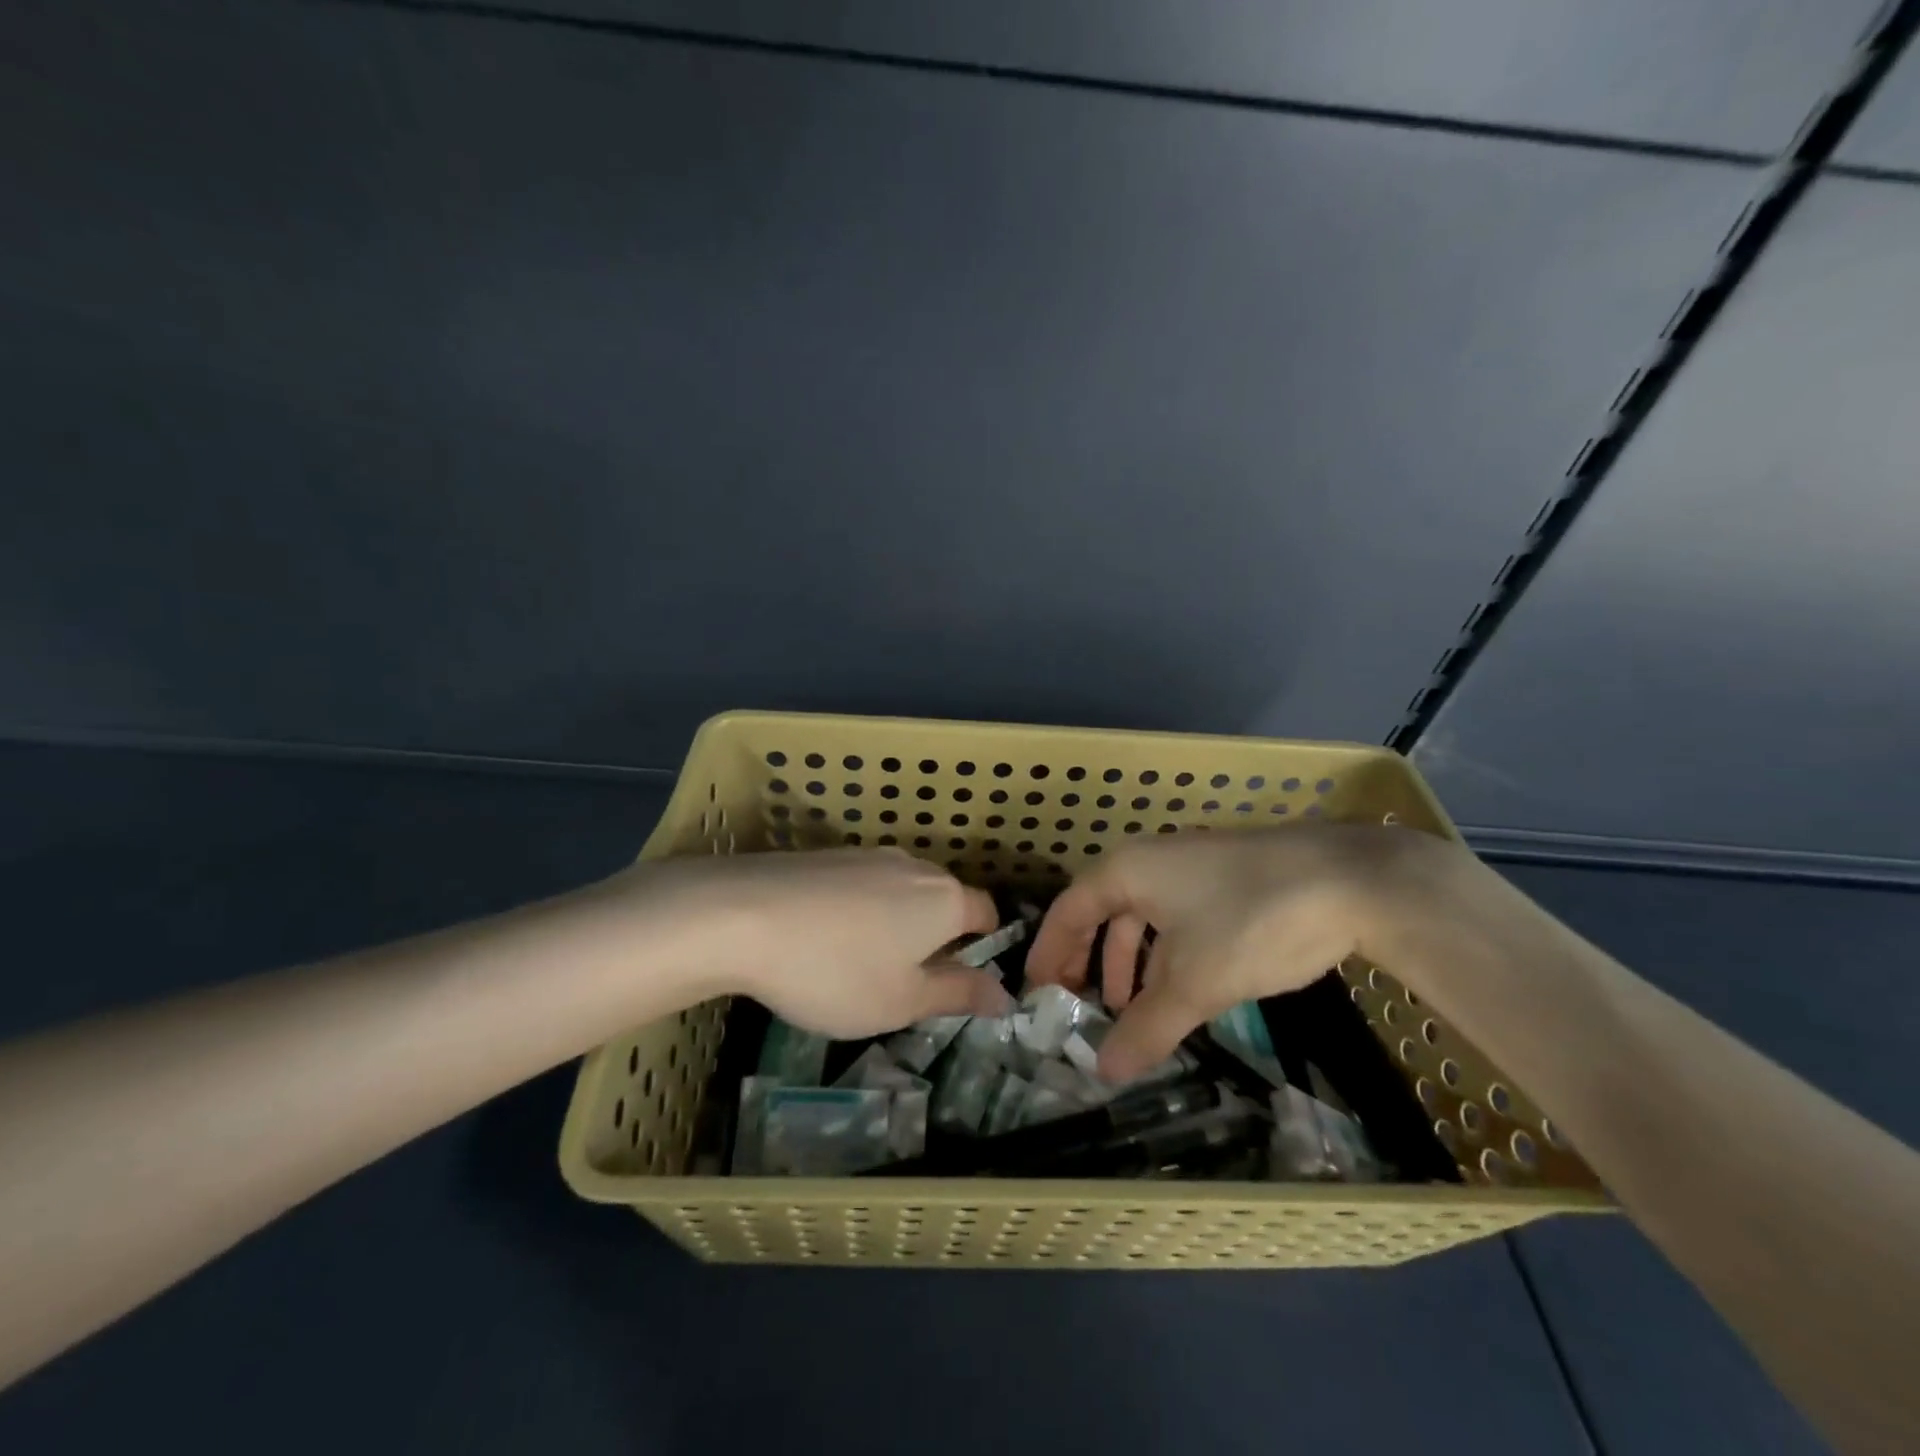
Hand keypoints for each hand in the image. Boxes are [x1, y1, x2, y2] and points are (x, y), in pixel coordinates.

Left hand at [613, 848, 1011, 1038]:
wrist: (742, 916)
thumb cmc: (836, 970)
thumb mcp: (901, 1001)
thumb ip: (958, 995)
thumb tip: (1006, 996)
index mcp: (944, 900)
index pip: (987, 912)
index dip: (985, 942)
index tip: (966, 974)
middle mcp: (914, 867)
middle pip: (944, 898)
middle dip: (940, 934)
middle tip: (912, 978)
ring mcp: (869, 855)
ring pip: (902, 889)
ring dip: (898, 920)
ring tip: (865, 961)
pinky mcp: (829, 855)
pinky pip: (864, 882)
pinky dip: (861, 908)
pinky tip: (827, 937)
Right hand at [1025, 826, 1455, 1080]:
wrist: (1353, 879)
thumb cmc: (1254, 920)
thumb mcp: (1195, 982)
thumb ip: (1147, 1027)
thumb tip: (1103, 1072)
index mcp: (1126, 872)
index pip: (1067, 912)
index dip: (1047, 954)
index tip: (1035, 995)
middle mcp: (1150, 861)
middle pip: (1100, 913)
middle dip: (1088, 963)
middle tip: (1079, 1008)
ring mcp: (1190, 866)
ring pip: (1142, 917)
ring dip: (1130, 964)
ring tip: (1131, 1011)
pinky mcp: (1226, 878)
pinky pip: (1175, 917)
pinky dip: (1165, 954)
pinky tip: (1180, 989)